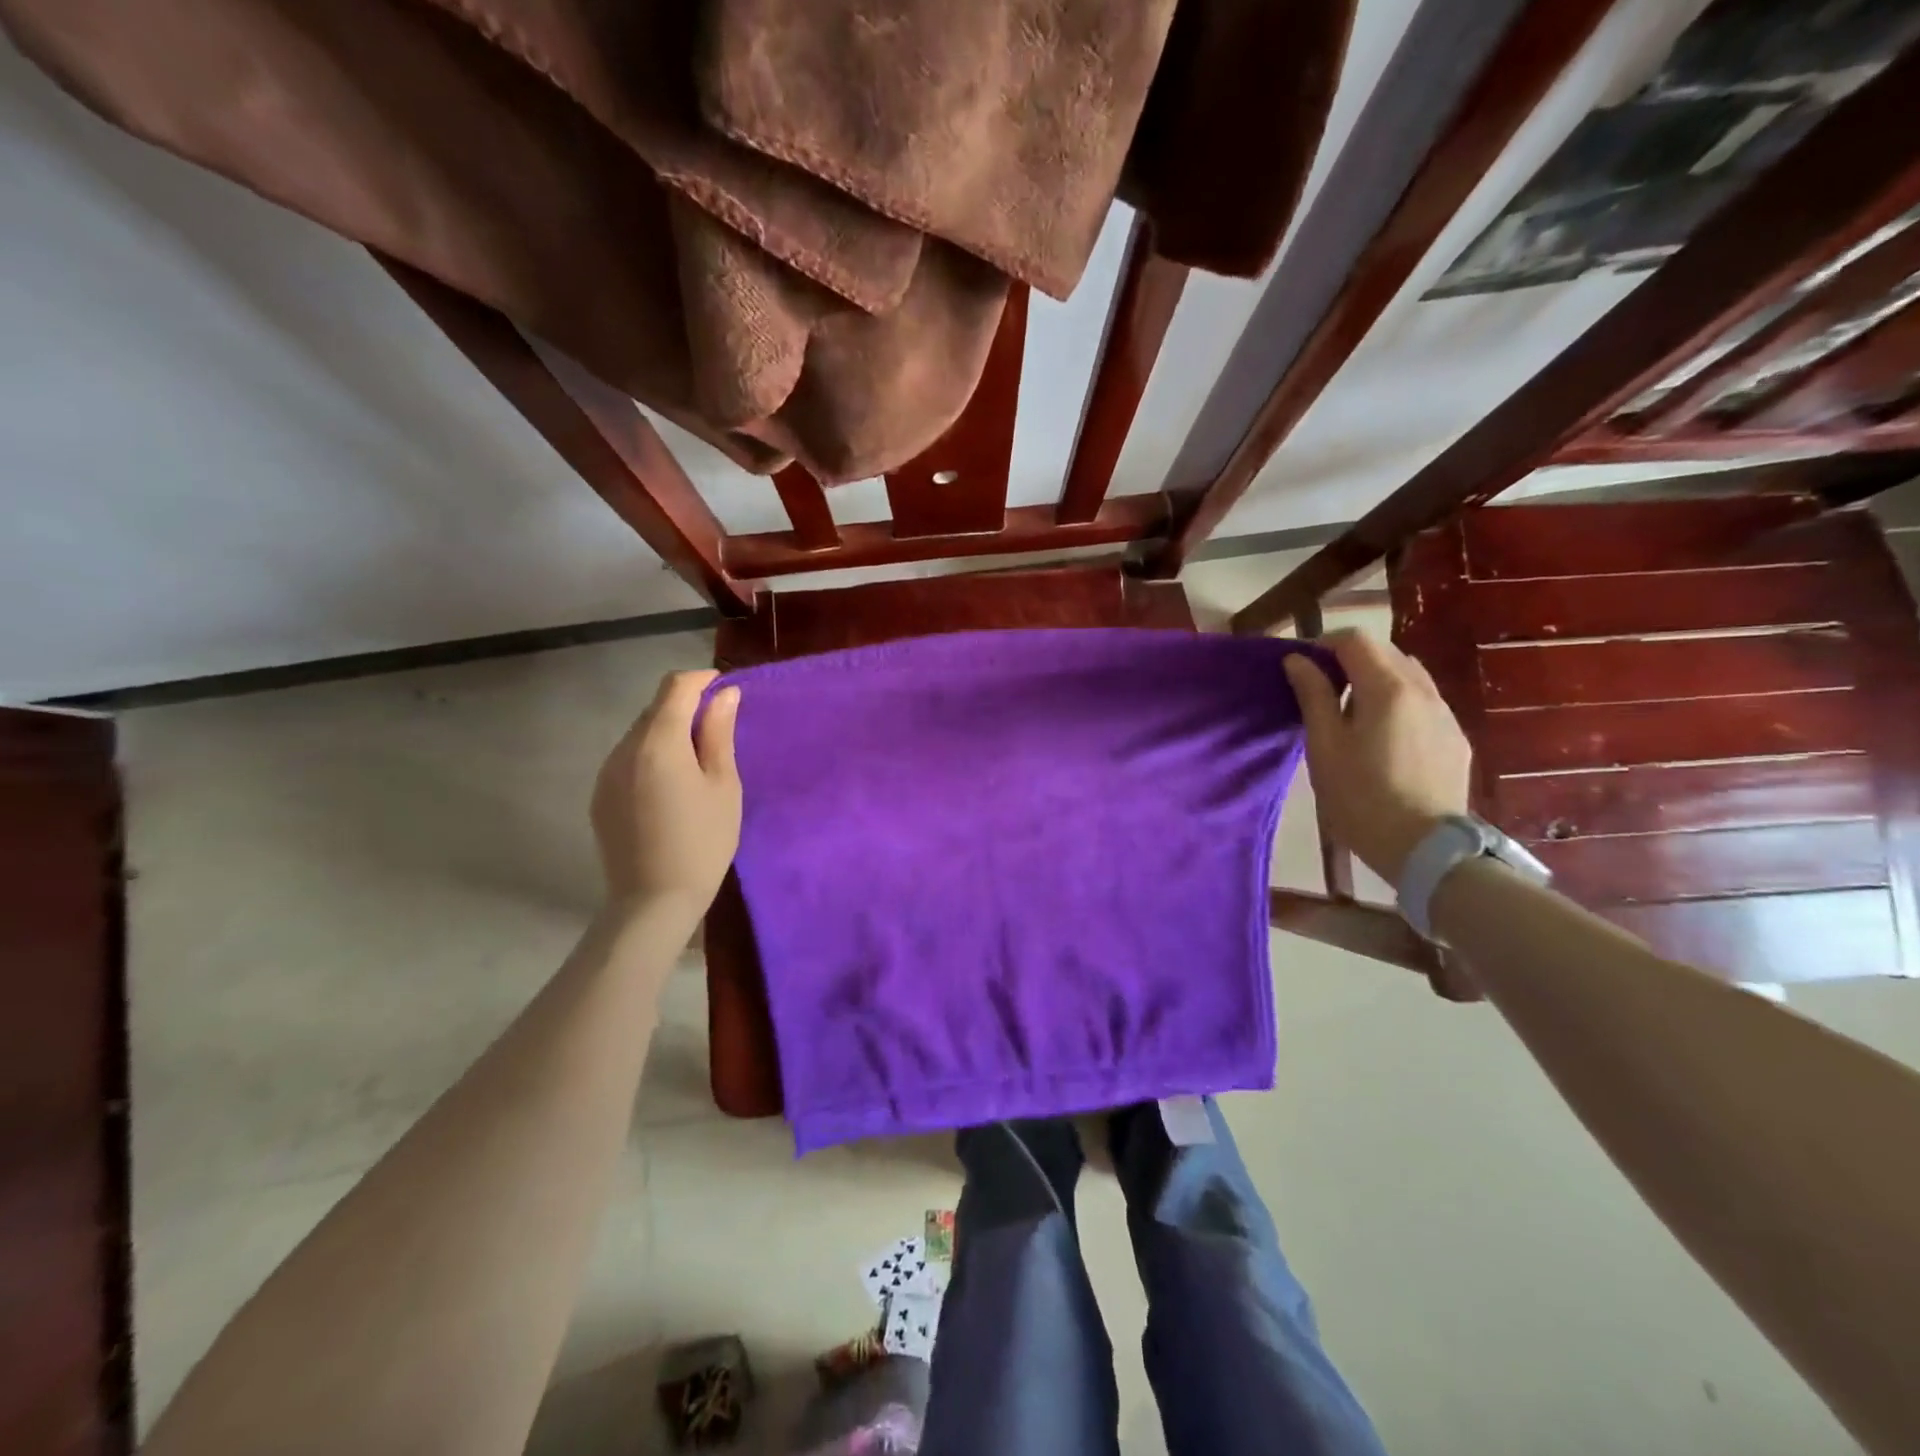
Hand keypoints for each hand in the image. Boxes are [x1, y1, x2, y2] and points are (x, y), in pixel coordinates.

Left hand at [591, 670, 741, 913]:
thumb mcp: (723, 785)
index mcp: (658, 742)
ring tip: (696, 763)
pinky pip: (628, 760)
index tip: (725, 689)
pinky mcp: (600, 796)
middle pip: (655, 709)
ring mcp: (606, 773)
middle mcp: (624, 749)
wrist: (654, 901)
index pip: (675, 687)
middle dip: (686, 708)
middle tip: (718, 732)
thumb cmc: (703, 841)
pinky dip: (651, 757)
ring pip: (640, 734)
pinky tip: (670, 788)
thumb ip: (719, 733)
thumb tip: (724, 694)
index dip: (701, 679)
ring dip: (667, 733)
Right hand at [1283, 628, 1471, 884]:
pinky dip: (1399, 701)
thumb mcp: (1324, 746)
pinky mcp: (1456, 737)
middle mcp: (1424, 690)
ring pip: (1409, 675)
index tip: (1303, 667)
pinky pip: (1425, 701)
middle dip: (1351, 659)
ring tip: (1353, 713)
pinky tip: (1384, 736)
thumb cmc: (1361, 797)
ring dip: (1377, 679)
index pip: (1356, 640)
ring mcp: (1446, 714)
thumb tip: (1297, 660)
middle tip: (1323, 690)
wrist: (1425, 848)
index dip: (1324, 644)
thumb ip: (1313, 696)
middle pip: (1386, 652)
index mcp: (1388, 689)